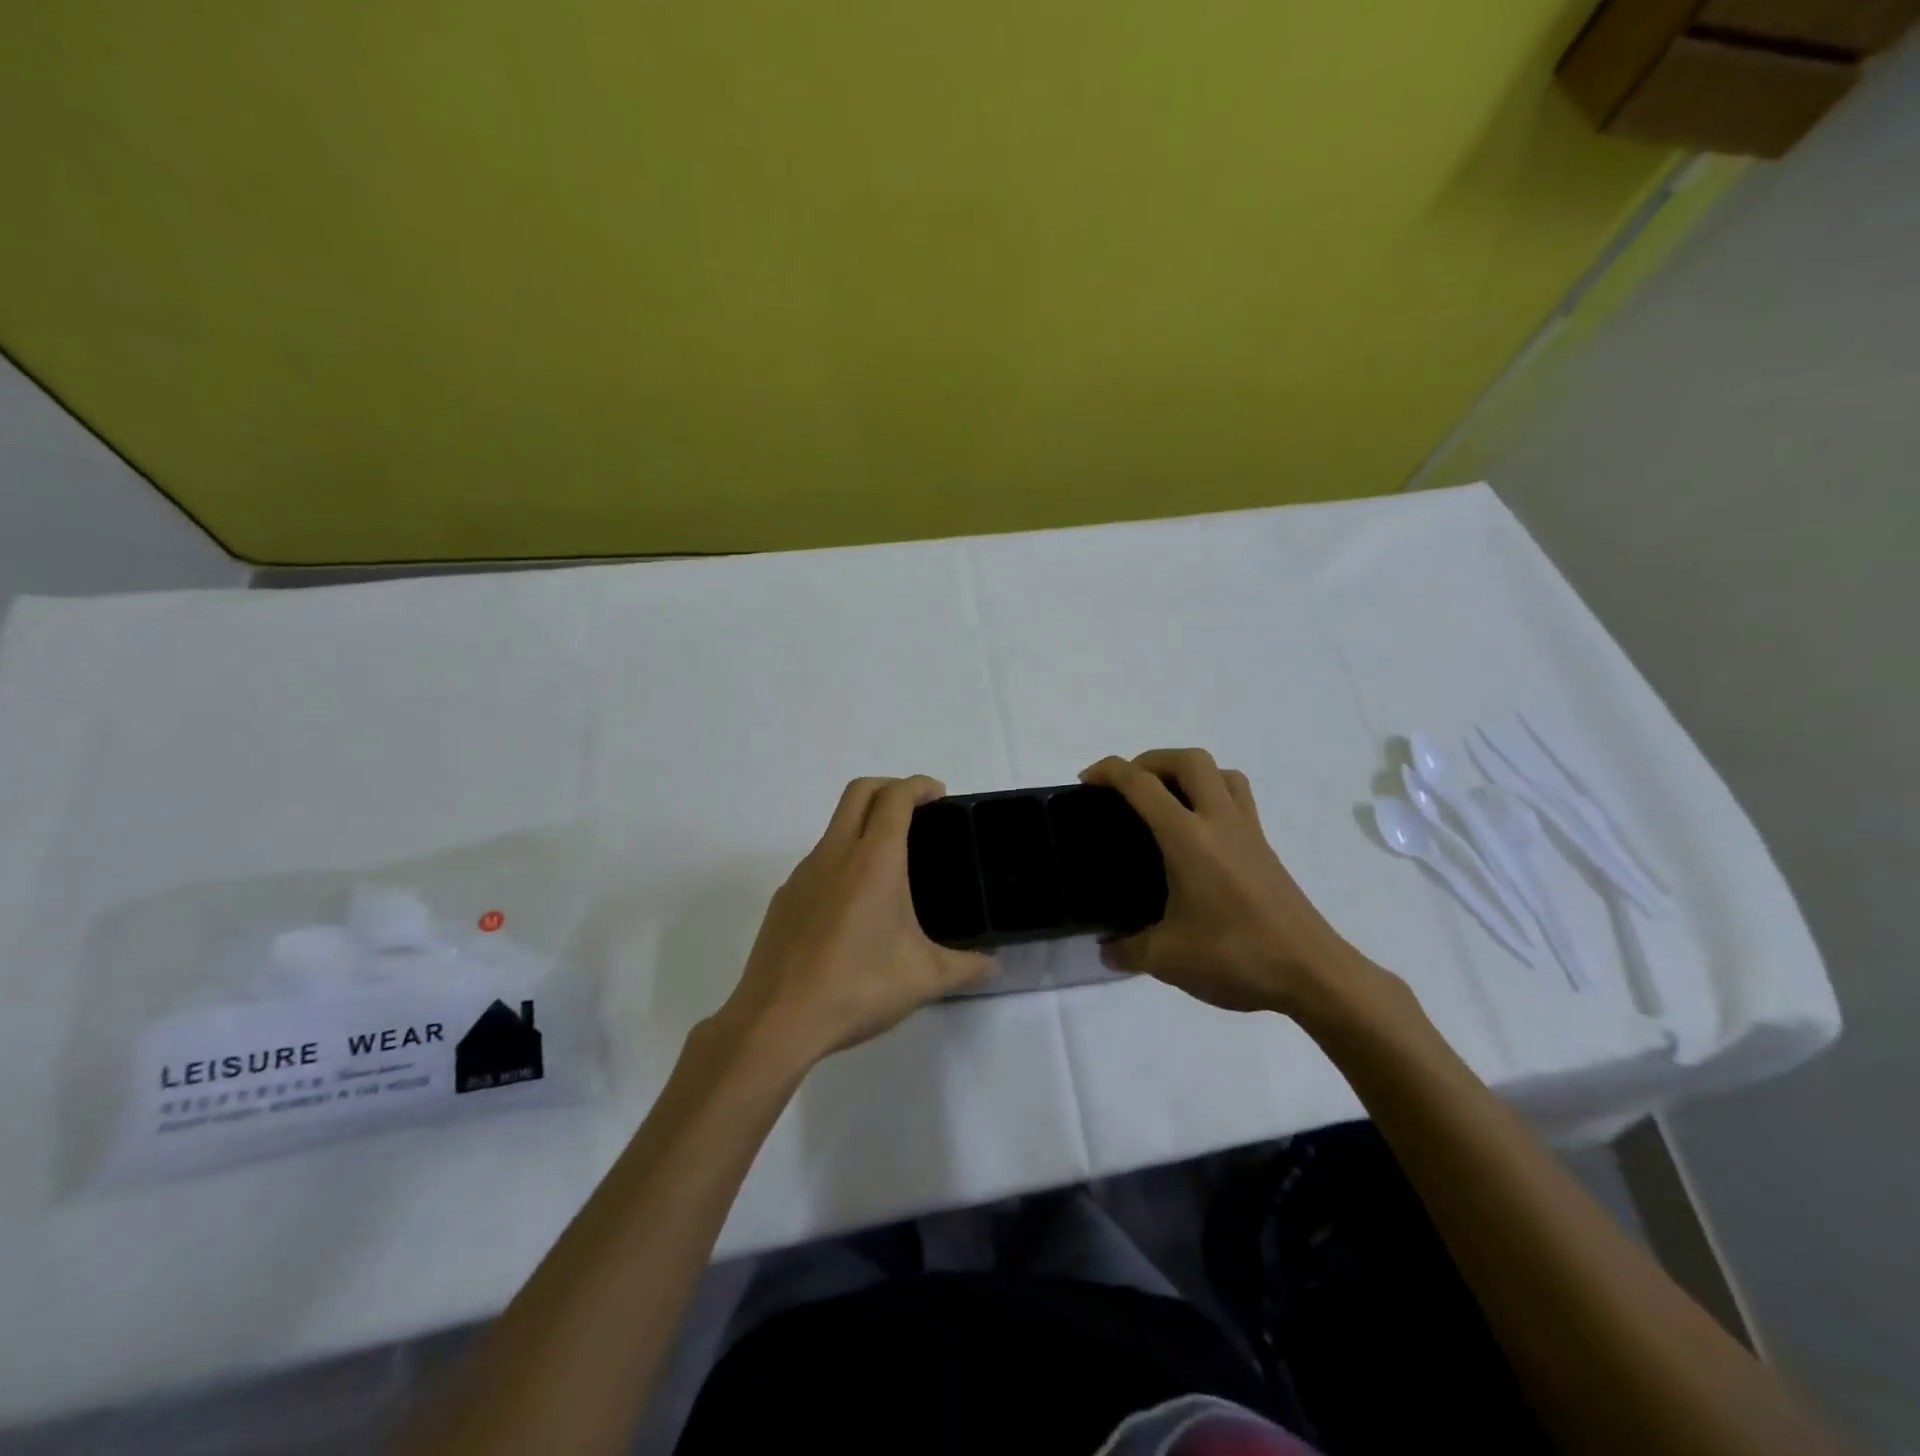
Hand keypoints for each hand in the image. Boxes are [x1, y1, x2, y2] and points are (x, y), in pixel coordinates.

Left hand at [716, 775, 995, 1069]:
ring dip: (864, 823)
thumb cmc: (857, 988)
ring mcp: (803, 873)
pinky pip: (819, 860)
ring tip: (892, 863)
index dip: (919, 785)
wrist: (776, 1021)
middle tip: (917, 811)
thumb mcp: (924, 979)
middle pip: (860, 792)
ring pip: (835, 825)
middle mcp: (835, 854)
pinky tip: (854, 904)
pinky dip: (842, 859)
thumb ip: (966, 967)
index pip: (895, 798)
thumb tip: (995, 965)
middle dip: (890, 787)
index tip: (938, 794)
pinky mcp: (785, 897)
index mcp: (874, 861)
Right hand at [1080, 749, 1369, 1015]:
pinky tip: (1197, 833)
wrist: (1313, 974)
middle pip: (1188, 760)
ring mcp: (1248, 832)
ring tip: (1164, 799)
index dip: (1109, 772)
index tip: (1086, 781)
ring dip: (1187, 772)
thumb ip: (1128, 949)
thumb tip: (1106, 949)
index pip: (1142, 785)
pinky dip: (1211, 794)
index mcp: (1188, 837)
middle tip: (1127, 787)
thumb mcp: (1168, 959)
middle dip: (1150, 760)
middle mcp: (1219, 821)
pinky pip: (1237, 798)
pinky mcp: (1265, 848)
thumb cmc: (1237, 956)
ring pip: (1220, 772)